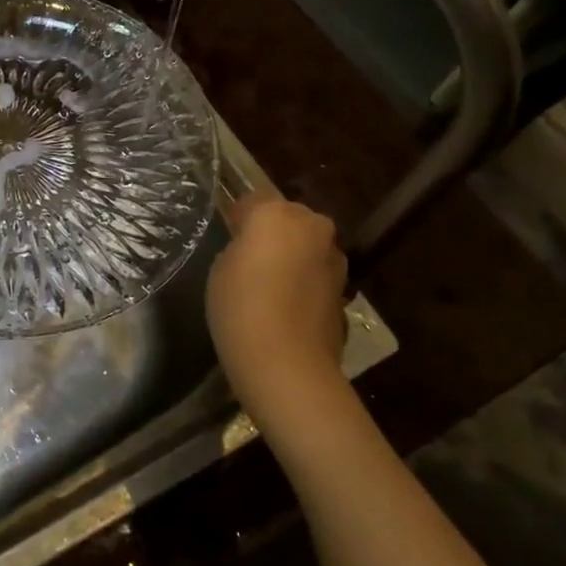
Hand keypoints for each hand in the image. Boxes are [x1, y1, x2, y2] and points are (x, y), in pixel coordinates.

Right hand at [206, 193, 348, 421]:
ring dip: (292, 258)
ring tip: (268, 287)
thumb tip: (252, 251)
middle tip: (248, 261)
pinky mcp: (344, 290)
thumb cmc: (240, 307)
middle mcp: (312, 226)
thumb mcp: (221, 268)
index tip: (227, 238)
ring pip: (306, 247)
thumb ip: (240, 247)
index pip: (251, 201)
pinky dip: (304, 284)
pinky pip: (316, 276)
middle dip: (272, 234)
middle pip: (287, 219)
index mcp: (276, 213)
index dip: (237, 219)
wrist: (287, 364)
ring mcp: (334, 259)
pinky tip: (286, 308)